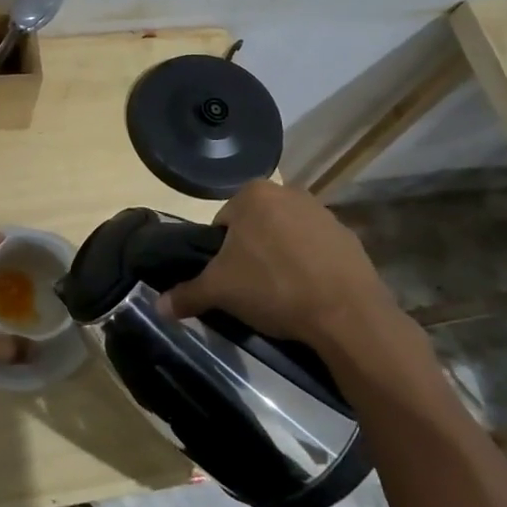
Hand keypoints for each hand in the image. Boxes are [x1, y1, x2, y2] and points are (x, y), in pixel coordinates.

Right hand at [158, 181, 407, 351]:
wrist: (346, 313)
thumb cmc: (273, 288)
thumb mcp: (220, 292)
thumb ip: (187, 294)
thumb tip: (157, 307)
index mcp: (253, 194)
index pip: (223, 223)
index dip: (220, 254)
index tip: (229, 280)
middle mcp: (289, 192)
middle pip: (256, 226)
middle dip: (251, 253)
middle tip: (251, 289)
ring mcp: (323, 213)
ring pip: (286, 236)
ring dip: (280, 258)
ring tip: (281, 295)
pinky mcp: (349, 237)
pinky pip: (316, 250)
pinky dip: (310, 266)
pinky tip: (309, 293)